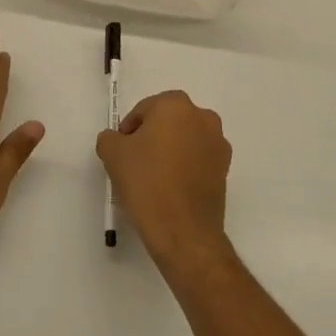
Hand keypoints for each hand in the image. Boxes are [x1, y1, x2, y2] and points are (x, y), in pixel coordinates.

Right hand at [96, 90, 232, 273]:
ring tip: (153, 178)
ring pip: (185, 139)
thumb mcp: (113, 154)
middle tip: (135, 163)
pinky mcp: (225, 168)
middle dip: (151, 137)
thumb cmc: (147, 183)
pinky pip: (198, 159)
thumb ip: (109, 137)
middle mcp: (203, 117)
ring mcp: (218, 143)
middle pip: (168, 122)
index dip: (129, 130)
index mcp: (176, 105)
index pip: (144, 110)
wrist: (183, 231)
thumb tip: (117, 139)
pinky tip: (171, 189)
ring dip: (170, 151)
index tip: (121, 152)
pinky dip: (185, 167)